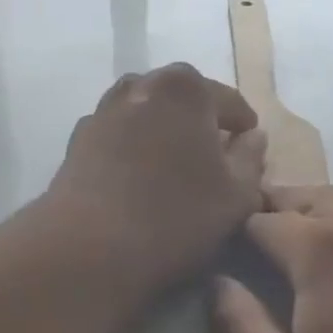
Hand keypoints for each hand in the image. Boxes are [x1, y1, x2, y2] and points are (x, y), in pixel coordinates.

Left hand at [49, 64, 267, 288]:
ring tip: (174, 161)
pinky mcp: (78, 138)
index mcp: (187, 89)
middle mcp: (143, 85)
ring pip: (147, 110)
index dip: (244, 125)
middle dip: (200, 119)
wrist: (89, 246)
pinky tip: (137, 174)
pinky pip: (118, 132)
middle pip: (184, 97)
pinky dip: (133, 144)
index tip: (249, 146)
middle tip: (214, 153)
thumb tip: (254, 136)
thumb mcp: (236, 195)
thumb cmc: (176, 216)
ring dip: (163, 128)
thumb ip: (251, 159)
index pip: (229, 100)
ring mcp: (105, 109)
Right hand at [210, 185, 332, 332]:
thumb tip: (220, 282)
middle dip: (276, 214)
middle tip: (262, 251)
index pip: (259, 219)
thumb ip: (236, 330)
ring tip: (309, 249)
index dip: (236, 236)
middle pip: (305, 197)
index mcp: (320, 246)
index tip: (227, 258)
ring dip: (321, 215)